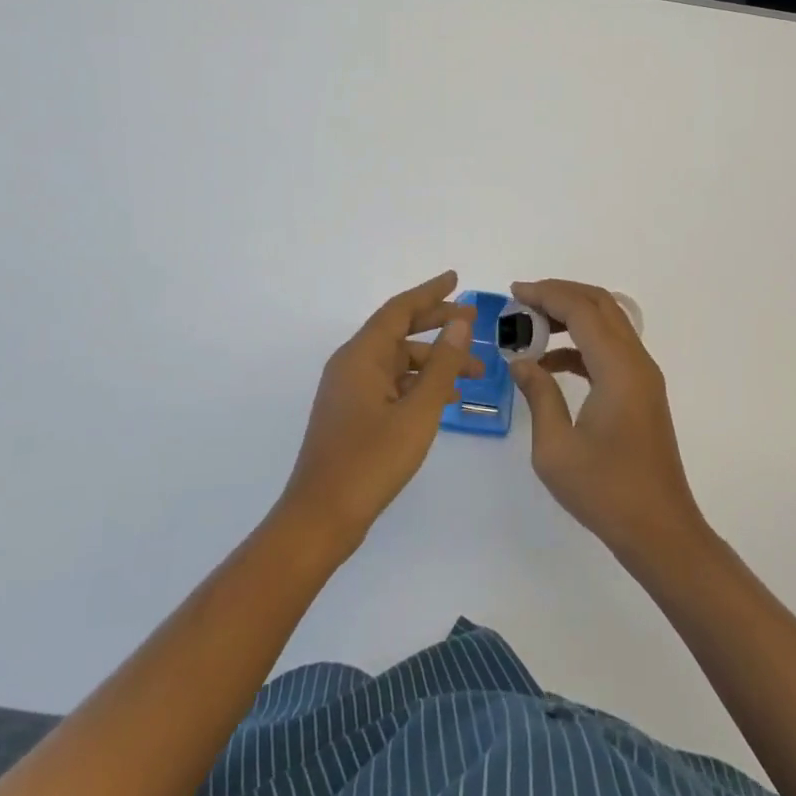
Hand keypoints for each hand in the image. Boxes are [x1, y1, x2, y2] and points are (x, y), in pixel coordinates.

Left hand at [277, 271, 479, 553]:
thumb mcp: (418, 412)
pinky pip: (390, 383)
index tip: (456, 279)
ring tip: (474, 372)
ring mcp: (349, 389)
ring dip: (434, 361)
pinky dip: (418, 384)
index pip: (399, 309)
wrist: (321, 517)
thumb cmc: (371, 461)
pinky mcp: (351, 413)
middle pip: (398, 331)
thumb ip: (442, 365)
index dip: (430, 293)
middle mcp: (352, 364)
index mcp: (361, 355)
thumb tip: (460, 322)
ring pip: (397, 361)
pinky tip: (446, 400)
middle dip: (437, 324)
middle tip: (473, 322)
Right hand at [509, 279, 706, 562]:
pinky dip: (580, 344)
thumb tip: (521, 362)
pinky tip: (550, 364)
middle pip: (600, 305)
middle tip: (522, 301)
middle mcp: (636, 362)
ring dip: (571, 317)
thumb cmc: (606, 491)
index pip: (581, 310)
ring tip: (530, 327)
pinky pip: (610, 349)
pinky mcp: (640, 393)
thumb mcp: (556, 448)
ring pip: (607, 324)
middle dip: (560, 294)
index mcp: (618, 369)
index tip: (513, 292)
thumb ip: (538, 395)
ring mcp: (642, 377)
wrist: (660, 532)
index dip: (546, 294)